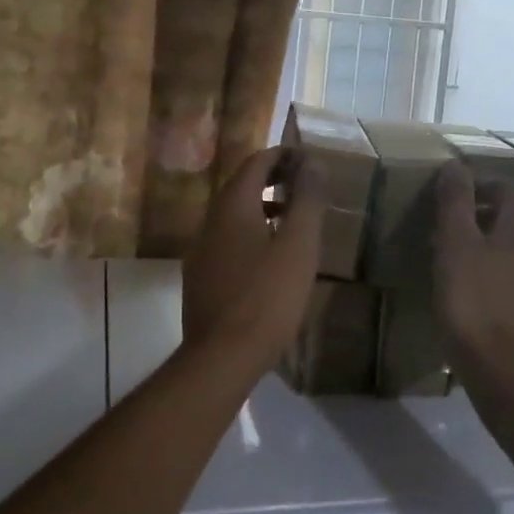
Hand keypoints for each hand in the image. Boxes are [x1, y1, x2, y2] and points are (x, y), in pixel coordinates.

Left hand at [182, 146, 325, 372]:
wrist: (221, 357)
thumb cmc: (267, 297)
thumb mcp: (298, 246)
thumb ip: (307, 201)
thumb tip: (313, 163)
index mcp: (232, 206)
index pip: (256, 163)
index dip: (283, 156)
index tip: (308, 161)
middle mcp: (210, 221)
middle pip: (242, 186)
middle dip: (273, 180)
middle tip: (305, 187)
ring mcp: (201, 250)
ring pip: (233, 216)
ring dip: (262, 208)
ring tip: (293, 221)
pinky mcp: (200, 278)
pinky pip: (227, 241)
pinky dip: (251, 234)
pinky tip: (270, 259)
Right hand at [433, 160, 513, 370]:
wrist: (505, 374)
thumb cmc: (473, 301)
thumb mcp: (455, 244)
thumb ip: (456, 202)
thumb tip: (457, 166)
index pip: (506, 190)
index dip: (478, 185)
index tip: (449, 197)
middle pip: (510, 222)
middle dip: (478, 220)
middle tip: (443, 232)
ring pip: (511, 255)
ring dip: (484, 252)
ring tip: (452, 266)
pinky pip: (513, 285)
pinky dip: (492, 281)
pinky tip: (470, 300)